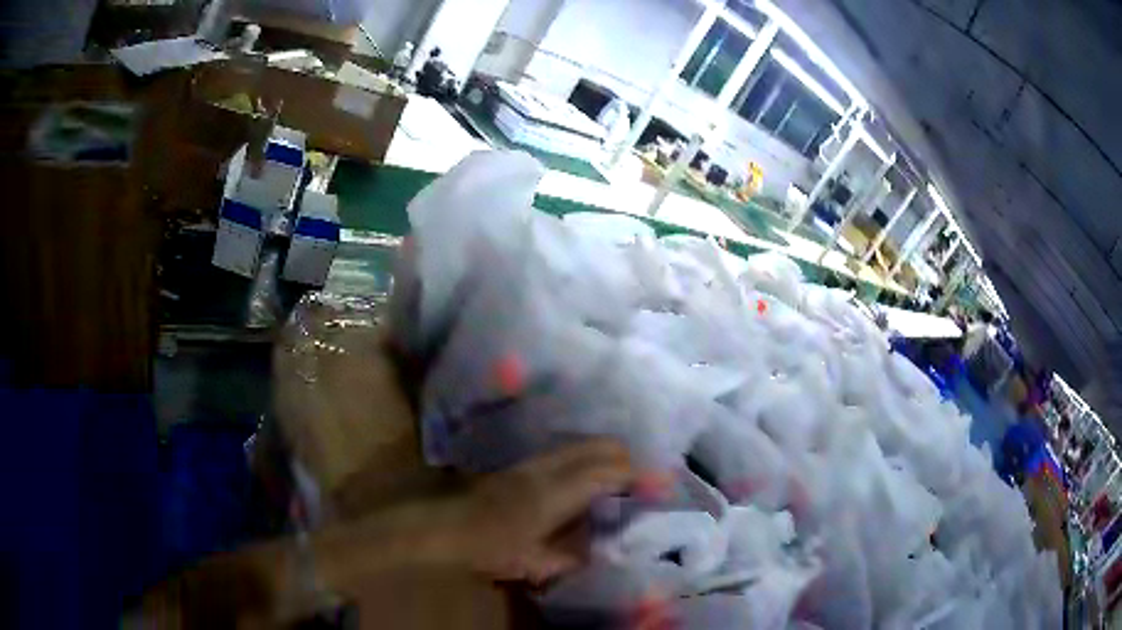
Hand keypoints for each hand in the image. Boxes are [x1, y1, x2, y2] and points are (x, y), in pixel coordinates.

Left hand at [437, 438, 634, 583]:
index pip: (604, 473)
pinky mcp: (521, 464)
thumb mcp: (533, 562)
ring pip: (579, 445)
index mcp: (553, 494)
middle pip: (595, 447)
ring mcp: (532, 463)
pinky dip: (586, 457)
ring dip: (605, 454)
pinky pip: (565, 452)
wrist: (443, 526)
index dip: (634, 474)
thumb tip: (598, 548)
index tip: (656, 480)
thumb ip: (570, 556)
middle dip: (624, 455)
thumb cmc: (488, 548)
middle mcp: (546, 469)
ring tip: (622, 473)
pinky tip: (589, 475)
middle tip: (643, 475)